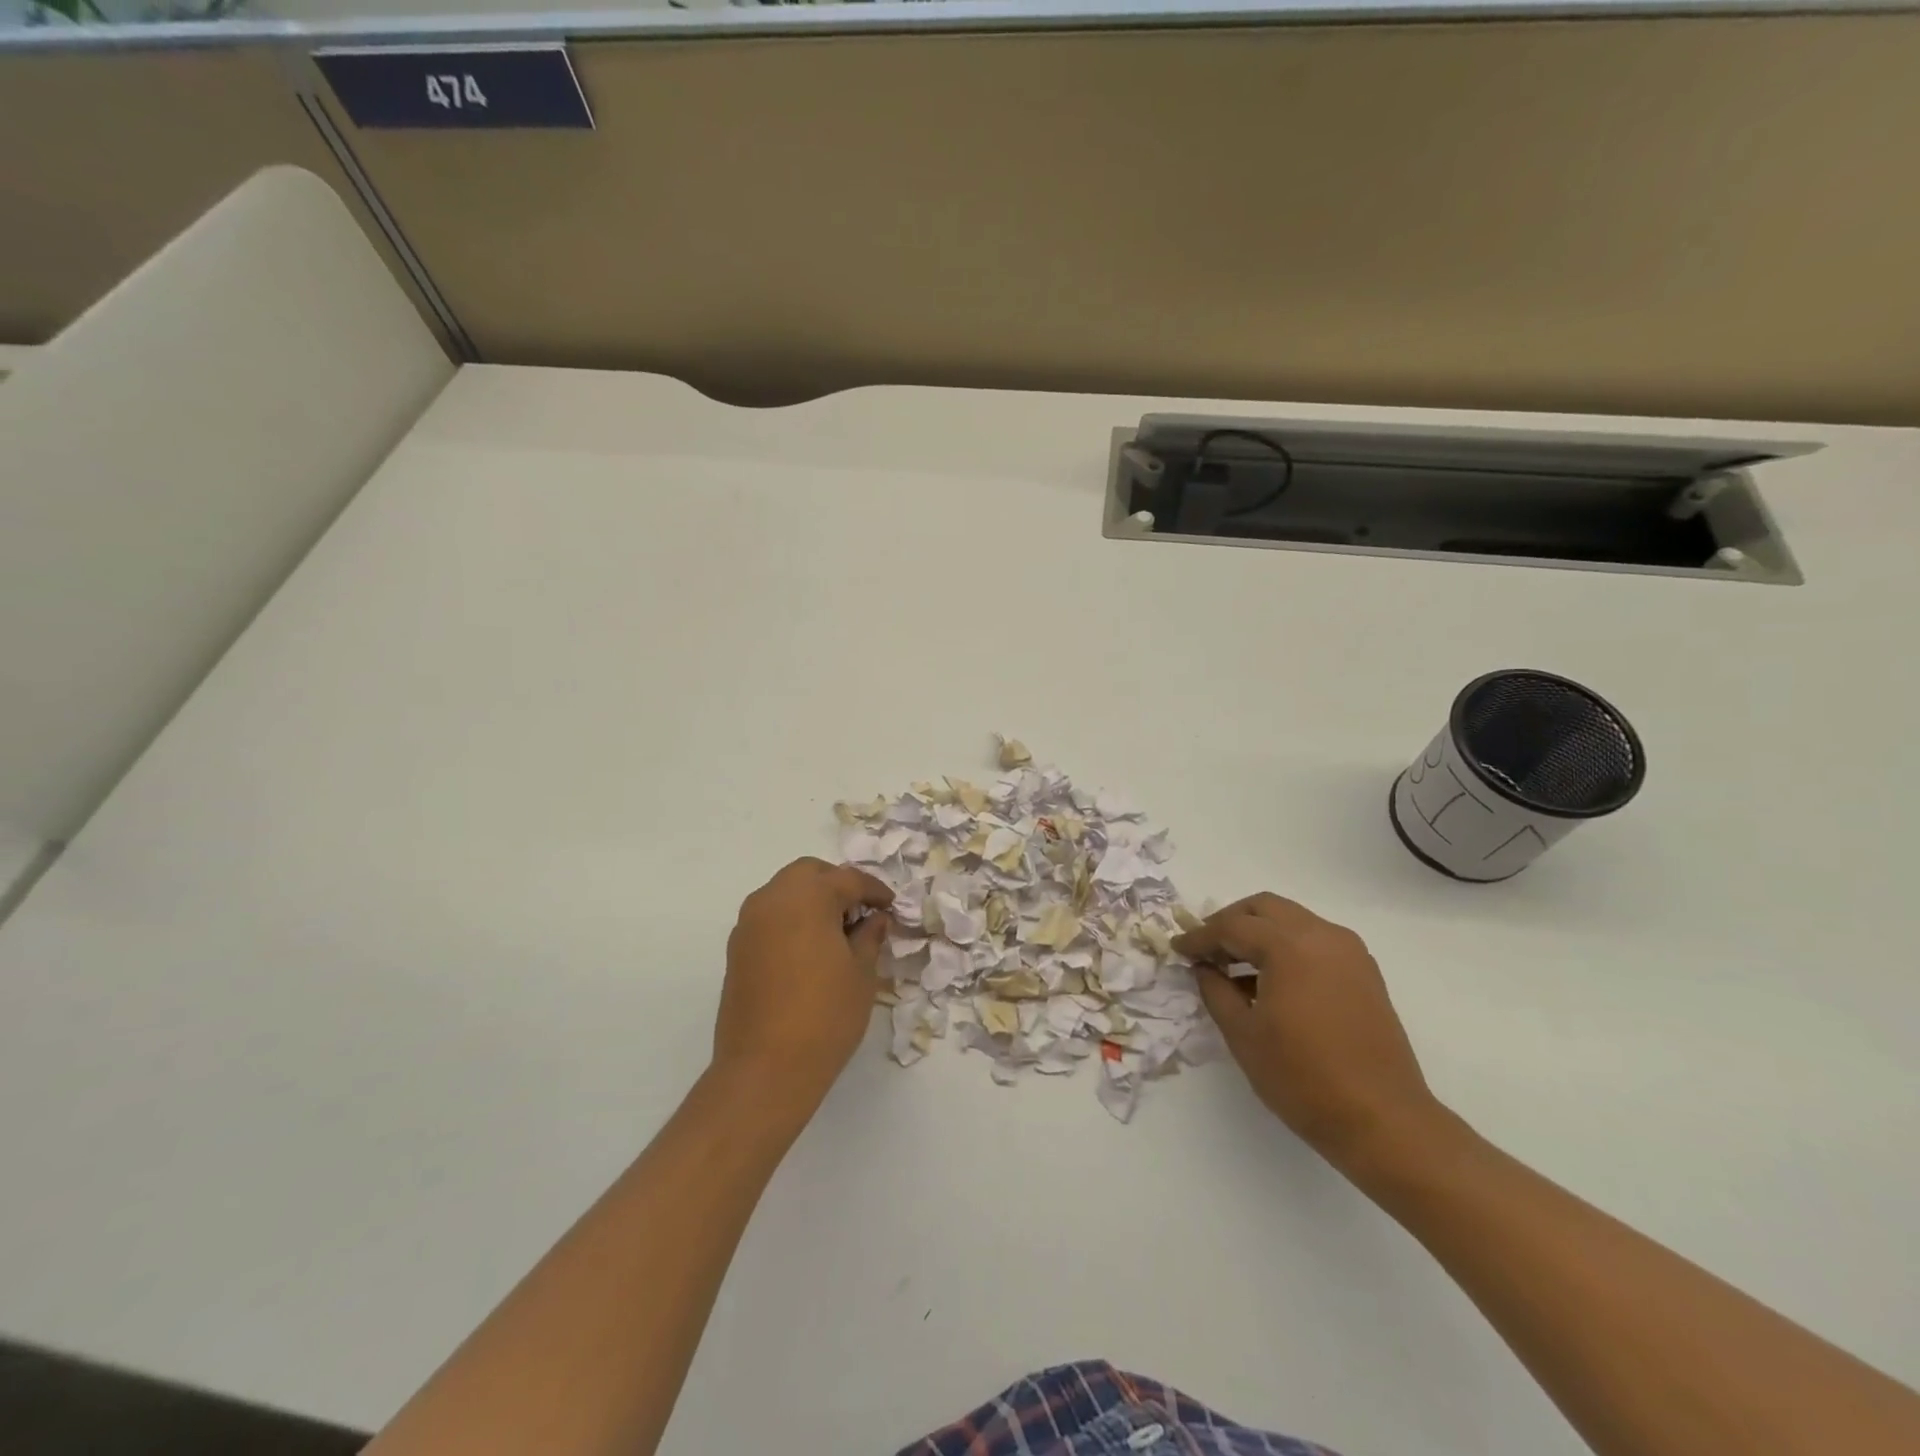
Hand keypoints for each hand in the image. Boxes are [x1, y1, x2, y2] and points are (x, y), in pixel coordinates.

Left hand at [713, 858, 893, 1110]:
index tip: (891, 907)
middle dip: (837, 885)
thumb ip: (869, 937)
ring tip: (837, 932)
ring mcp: (749, 924)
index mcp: (807, 896)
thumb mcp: (862, 973)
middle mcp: (772, 899)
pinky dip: (792, 920)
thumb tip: (875, 919)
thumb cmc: (825, 1015)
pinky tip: (811, 950)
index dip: (874, 891)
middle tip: (861, 911)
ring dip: (811, 900)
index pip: (848, 879)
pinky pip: (769, 917)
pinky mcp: (737, 950)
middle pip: (809, 874)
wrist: (765, 1069)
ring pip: (785, 892)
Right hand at [1175, 893, 1441, 1168]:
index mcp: (1289, 946)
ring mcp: (1349, 952)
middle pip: (1265, 908)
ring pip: (1292, 920)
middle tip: (1207, 948)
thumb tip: (1204, 968)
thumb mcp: (1243, 1035)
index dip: (1200, 937)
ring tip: (1234, 965)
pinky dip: (1287, 946)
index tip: (1178, 948)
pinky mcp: (1364, 973)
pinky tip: (1271, 980)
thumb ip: (1216, 991)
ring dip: (1260, 932)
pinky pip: (1315, 940)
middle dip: (1231, 921)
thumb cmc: (1303, 1078)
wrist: (1383, 1121)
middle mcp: (1322, 936)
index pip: (1232, 927)